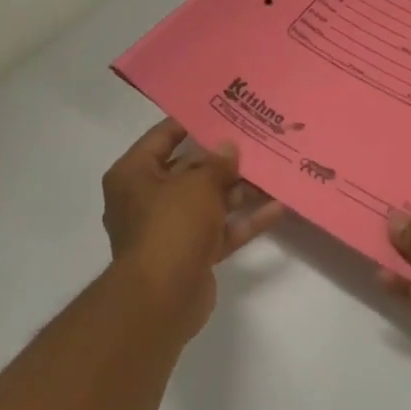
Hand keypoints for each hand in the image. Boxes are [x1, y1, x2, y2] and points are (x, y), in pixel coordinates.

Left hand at [101, 119, 283, 340]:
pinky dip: (244, 221)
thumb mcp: (197, 184)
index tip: (223, 110)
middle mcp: (146, 199)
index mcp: (133, 175)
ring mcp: (170, 229)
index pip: (162, 138)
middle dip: (223, 159)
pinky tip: (277, 208)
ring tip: (273, 170)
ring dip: (239, 190)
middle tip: (256, 139)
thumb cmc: (170, 226)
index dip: (191, 122)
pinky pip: (220, 230)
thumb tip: (228, 147)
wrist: (161, 298)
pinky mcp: (191, 253)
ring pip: (208, 201)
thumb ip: (217, 163)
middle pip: (189, 170)